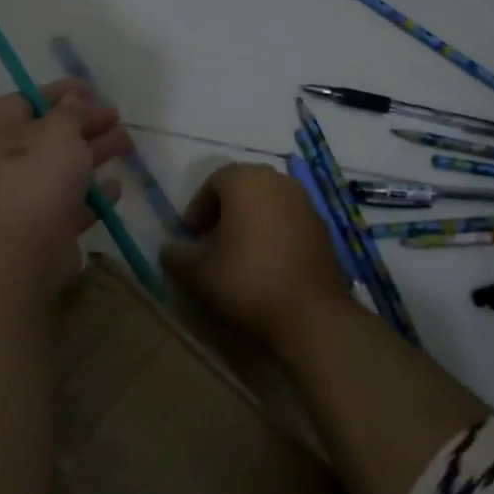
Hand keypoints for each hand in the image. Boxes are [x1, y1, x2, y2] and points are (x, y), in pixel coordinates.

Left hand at [0, 79, 130, 298]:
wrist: (22, 252)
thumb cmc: (36, 175)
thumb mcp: (59, 128)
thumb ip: (72, 111)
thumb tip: (73, 101)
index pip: (30, 99)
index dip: (62, 92)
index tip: (93, 89)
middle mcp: (5, 158)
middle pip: (51, 133)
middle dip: (86, 123)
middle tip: (118, 117)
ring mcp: (24, 194)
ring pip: (65, 167)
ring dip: (95, 154)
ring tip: (128, 145)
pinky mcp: (44, 225)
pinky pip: (72, 202)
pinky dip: (93, 194)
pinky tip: (116, 186)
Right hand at [162, 163, 352, 350]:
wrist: (310, 313)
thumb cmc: (246, 279)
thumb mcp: (196, 271)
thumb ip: (175, 254)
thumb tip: (170, 249)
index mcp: (246, 179)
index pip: (213, 182)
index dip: (198, 209)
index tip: (192, 239)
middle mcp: (278, 180)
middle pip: (242, 189)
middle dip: (224, 213)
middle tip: (212, 244)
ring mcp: (305, 202)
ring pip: (267, 203)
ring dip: (250, 222)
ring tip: (239, 256)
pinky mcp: (323, 227)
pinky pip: (288, 221)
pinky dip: (274, 234)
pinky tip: (267, 265)